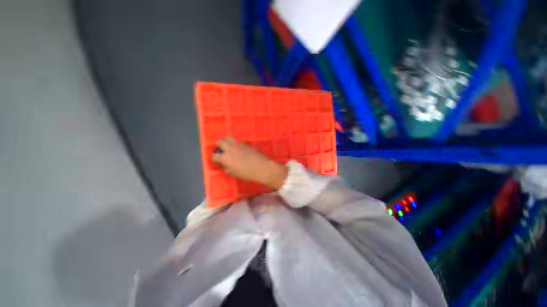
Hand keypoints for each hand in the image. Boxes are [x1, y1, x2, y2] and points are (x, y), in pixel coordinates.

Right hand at [211, 137, 287, 189]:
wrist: (261, 167)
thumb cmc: (247, 173)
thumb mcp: (234, 173)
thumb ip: (227, 168)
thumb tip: (224, 165)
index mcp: (225, 158)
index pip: (214, 156)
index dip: (214, 158)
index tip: (216, 160)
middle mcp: (230, 149)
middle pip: (220, 141)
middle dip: (218, 145)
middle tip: (221, 150)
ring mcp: (238, 145)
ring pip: (228, 137)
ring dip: (226, 141)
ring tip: (228, 147)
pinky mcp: (245, 144)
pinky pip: (237, 141)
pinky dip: (235, 144)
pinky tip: (239, 149)